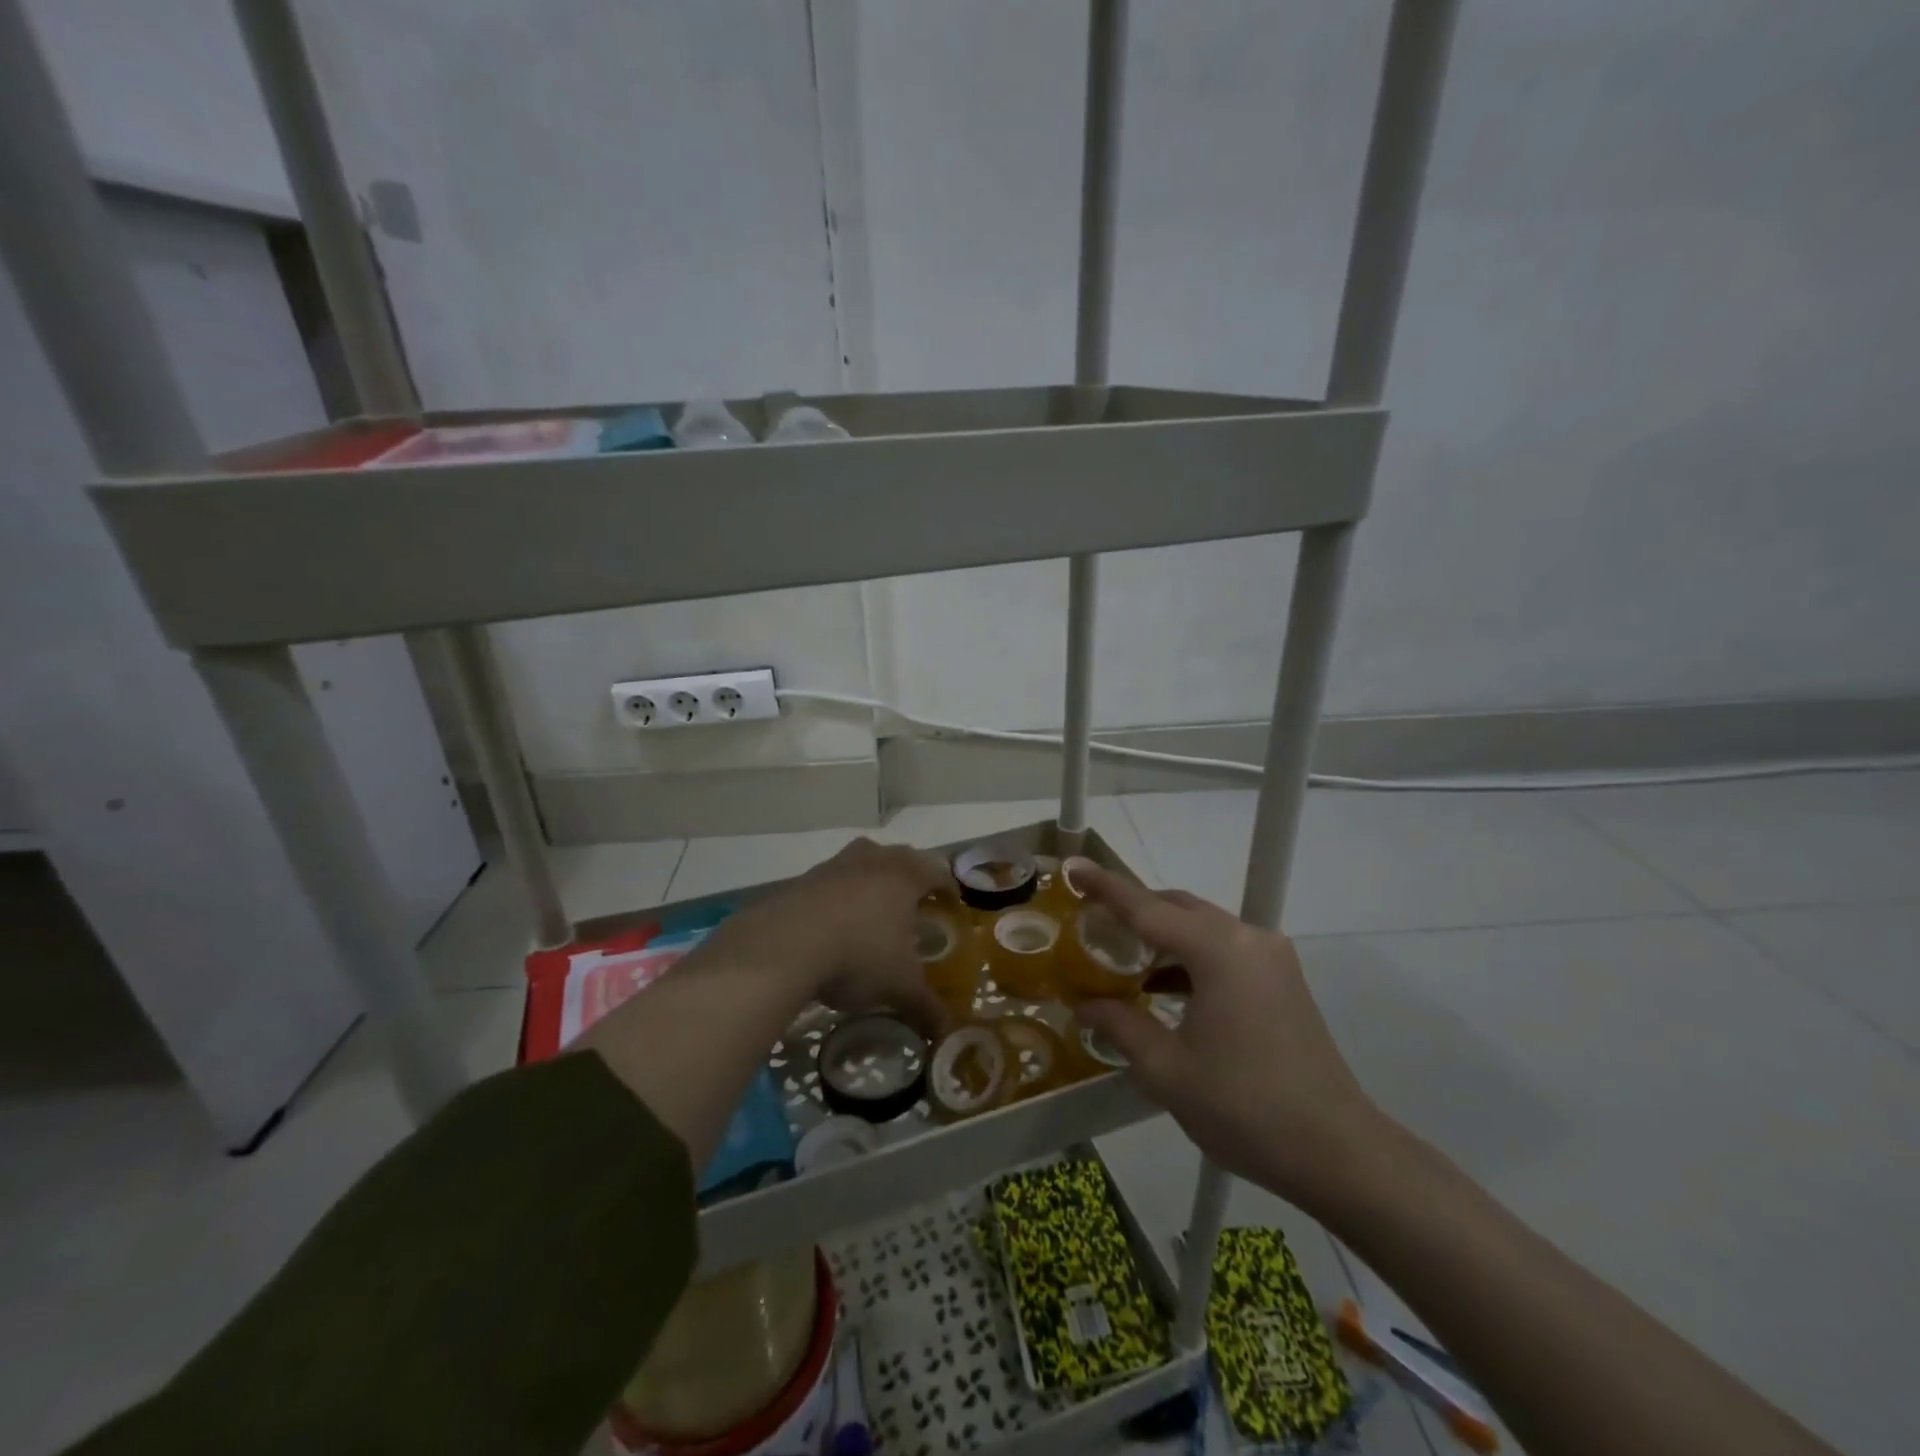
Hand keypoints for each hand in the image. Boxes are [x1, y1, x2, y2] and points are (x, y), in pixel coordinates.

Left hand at [700, 837, 948, 1030]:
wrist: (782, 946)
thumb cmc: (858, 956)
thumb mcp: (899, 987)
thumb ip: (926, 1006)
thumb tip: (946, 1031)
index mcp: (905, 875)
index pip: (938, 872)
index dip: (949, 888)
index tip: (952, 905)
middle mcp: (873, 859)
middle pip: (900, 858)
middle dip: (910, 878)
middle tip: (915, 906)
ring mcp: (835, 865)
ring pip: (863, 863)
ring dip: (871, 881)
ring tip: (874, 913)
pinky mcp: (802, 879)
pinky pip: (831, 881)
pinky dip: (839, 897)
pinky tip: (835, 925)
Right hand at [1072, 865, 1387, 1215]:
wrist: (1338, 1152)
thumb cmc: (1244, 1108)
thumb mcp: (1167, 1070)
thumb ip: (1120, 1025)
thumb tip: (1084, 1005)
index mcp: (1218, 951)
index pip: (1147, 908)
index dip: (1105, 888)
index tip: (1074, 867)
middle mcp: (1247, 939)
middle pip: (1178, 908)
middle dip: (1134, 910)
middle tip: (1092, 922)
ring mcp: (1271, 958)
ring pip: (1203, 928)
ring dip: (1163, 936)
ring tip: (1121, 958)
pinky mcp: (1283, 980)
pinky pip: (1224, 950)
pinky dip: (1190, 957)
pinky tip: (1163, 987)